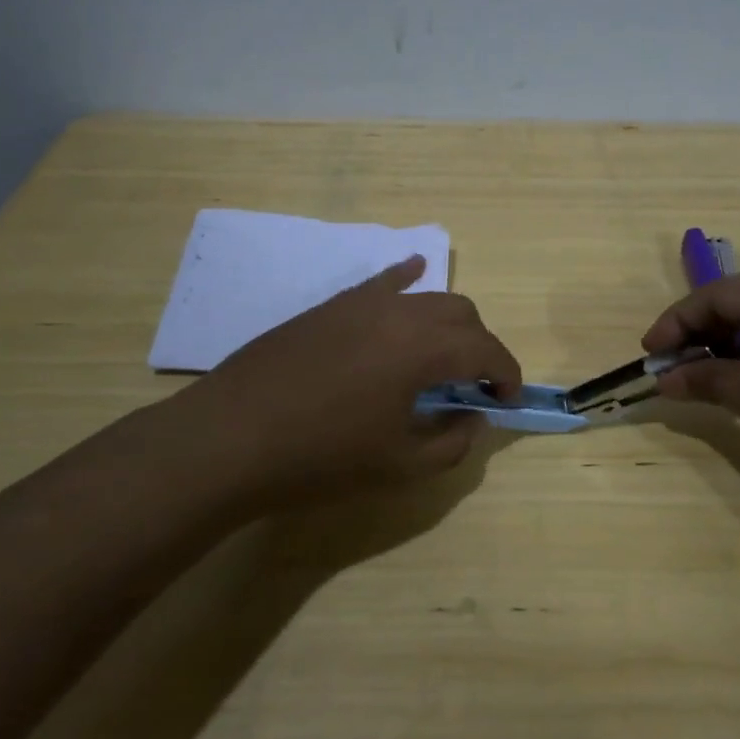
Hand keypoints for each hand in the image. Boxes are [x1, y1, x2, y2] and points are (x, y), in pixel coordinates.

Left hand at [191, 255, 522, 493]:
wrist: (231, 439)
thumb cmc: (321, 458)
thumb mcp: (400, 465)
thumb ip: (453, 442)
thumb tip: (473, 417)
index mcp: (423, 348)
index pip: (486, 349)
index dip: (507, 373)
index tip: (508, 399)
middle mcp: (399, 311)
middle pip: (461, 314)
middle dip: (480, 347)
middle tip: (475, 385)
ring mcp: (360, 303)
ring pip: (424, 297)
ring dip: (448, 323)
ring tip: (443, 355)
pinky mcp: (330, 306)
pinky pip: (381, 283)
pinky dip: (407, 280)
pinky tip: (414, 273)